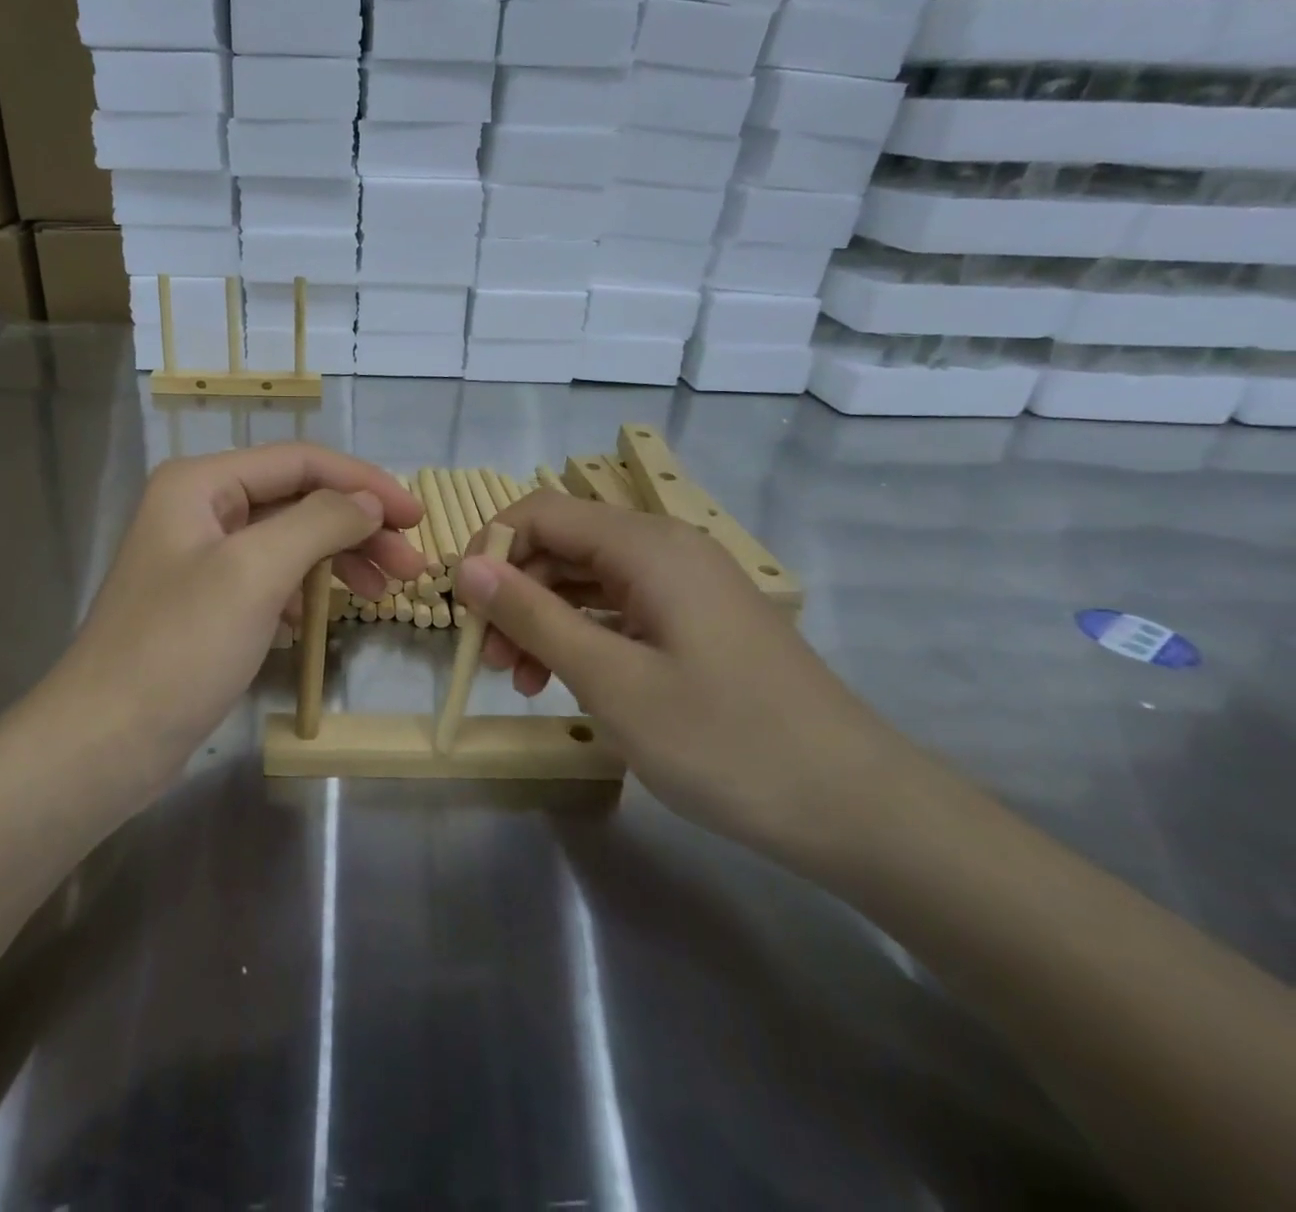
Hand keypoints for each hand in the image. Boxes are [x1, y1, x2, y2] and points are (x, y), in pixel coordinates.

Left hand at [49, 445, 426, 774]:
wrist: (104, 742)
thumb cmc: (179, 649)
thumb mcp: (255, 573)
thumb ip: (318, 521)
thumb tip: (368, 501)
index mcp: (201, 483)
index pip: (301, 462)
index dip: (365, 483)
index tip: (417, 517)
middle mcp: (199, 508)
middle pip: (297, 500)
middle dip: (357, 527)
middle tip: (411, 565)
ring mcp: (200, 558)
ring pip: (287, 541)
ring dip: (338, 559)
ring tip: (383, 592)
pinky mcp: (205, 602)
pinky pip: (268, 579)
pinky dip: (303, 591)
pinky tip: (319, 619)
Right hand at [454, 491, 929, 867]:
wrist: (858, 808)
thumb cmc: (725, 741)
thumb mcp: (611, 680)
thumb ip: (533, 615)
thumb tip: (468, 567)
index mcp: (648, 546)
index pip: (542, 512)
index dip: (490, 548)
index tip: (462, 607)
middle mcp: (667, 549)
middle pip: (562, 546)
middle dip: (514, 593)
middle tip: (489, 660)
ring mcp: (686, 586)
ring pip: (587, 580)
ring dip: (543, 620)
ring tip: (522, 681)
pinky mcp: (697, 622)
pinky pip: (619, 610)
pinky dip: (582, 636)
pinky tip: (566, 680)